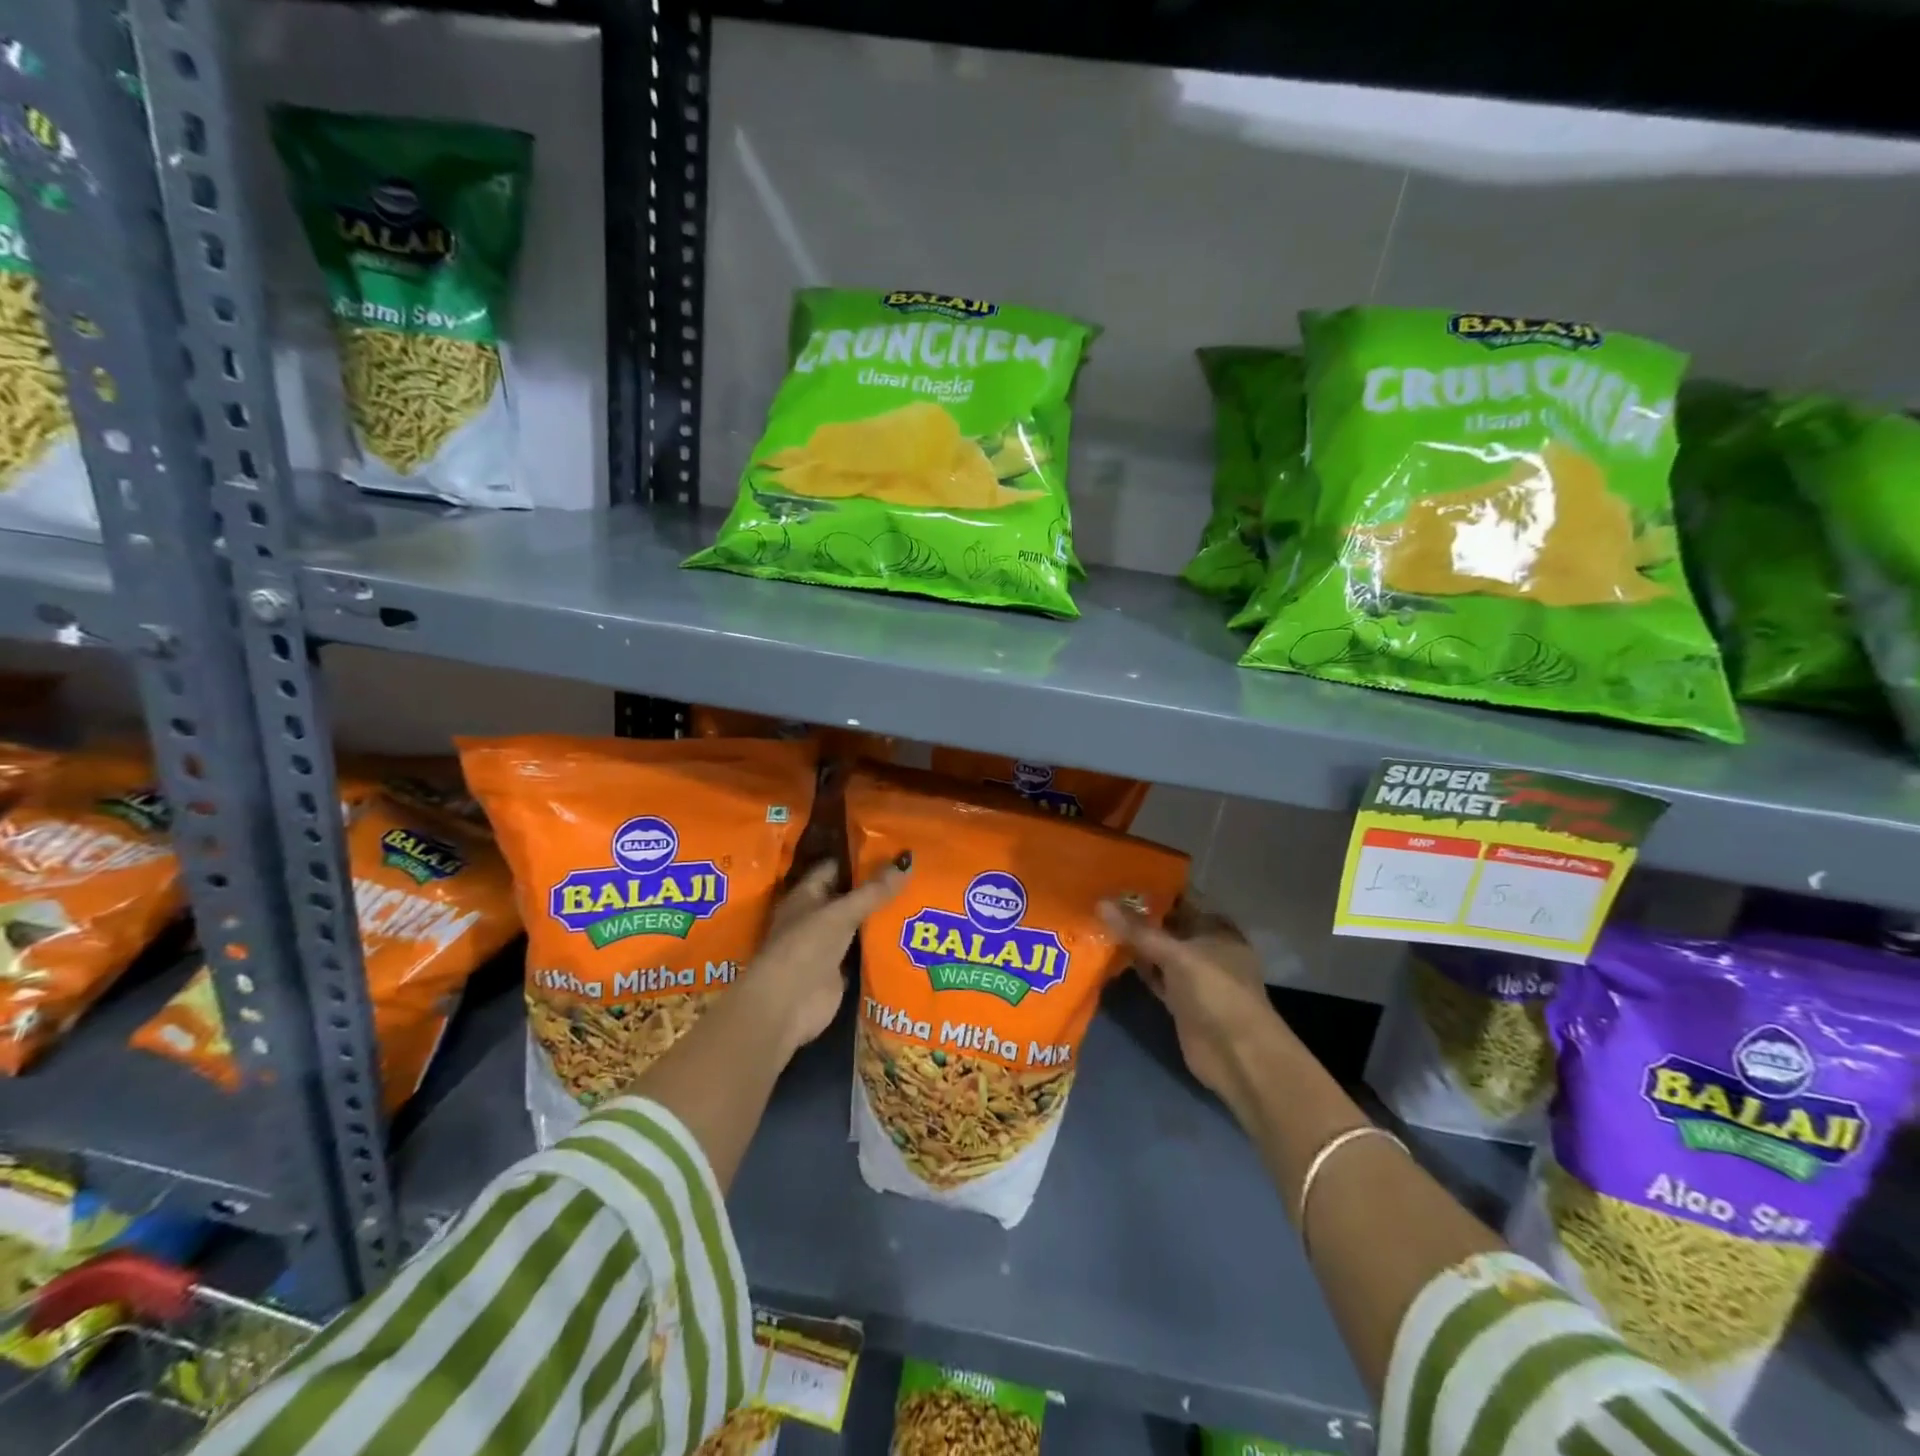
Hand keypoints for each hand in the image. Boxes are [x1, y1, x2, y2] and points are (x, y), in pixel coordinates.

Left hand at [745, 856, 911, 1057]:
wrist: (787, 1006)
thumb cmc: (805, 947)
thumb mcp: (840, 913)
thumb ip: (873, 891)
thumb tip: (907, 860)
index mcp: (806, 895)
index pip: (836, 868)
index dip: (861, 858)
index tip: (894, 849)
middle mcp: (816, 917)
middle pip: (851, 897)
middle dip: (879, 888)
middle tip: (917, 873)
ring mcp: (828, 945)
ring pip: (860, 925)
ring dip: (883, 917)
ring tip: (921, 899)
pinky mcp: (840, 970)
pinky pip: (865, 952)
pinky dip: (883, 945)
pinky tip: (911, 935)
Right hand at [1099, 897, 1284, 1102]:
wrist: (1238, 1056)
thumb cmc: (1217, 993)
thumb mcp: (1178, 955)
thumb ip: (1138, 931)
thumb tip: (1100, 903)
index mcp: (1216, 928)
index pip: (1182, 898)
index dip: (1153, 887)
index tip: (1118, 876)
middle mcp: (1205, 947)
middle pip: (1167, 924)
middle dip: (1138, 914)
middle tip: (1098, 896)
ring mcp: (1192, 975)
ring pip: (1158, 951)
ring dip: (1134, 942)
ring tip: (1096, 920)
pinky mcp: (1179, 1000)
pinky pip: (1153, 975)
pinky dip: (1136, 967)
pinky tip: (1109, 956)